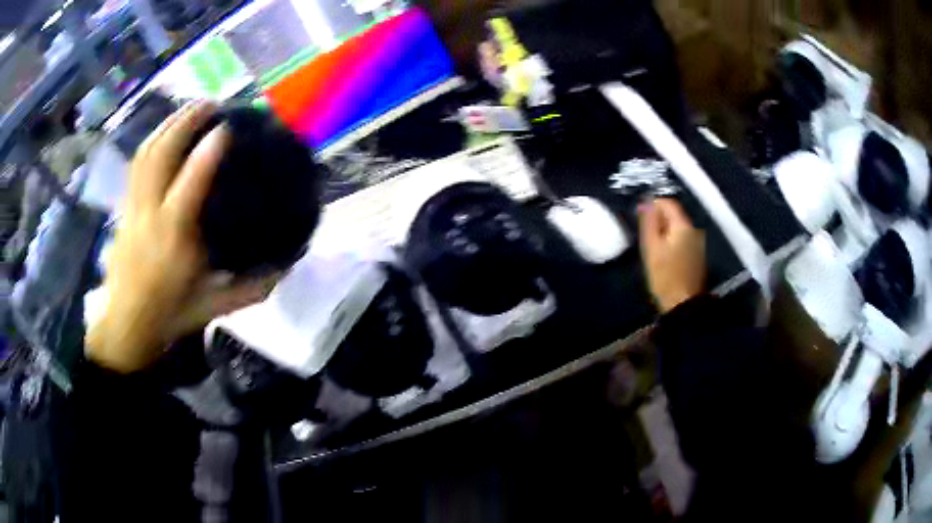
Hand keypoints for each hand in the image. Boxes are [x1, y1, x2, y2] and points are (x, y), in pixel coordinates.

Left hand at [87, 102, 276, 372]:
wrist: (127, 324)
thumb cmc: (170, 314)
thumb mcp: (214, 307)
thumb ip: (250, 287)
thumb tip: (286, 268)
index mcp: (174, 239)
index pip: (190, 185)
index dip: (207, 153)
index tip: (226, 127)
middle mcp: (150, 215)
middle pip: (161, 156)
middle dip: (184, 123)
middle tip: (210, 103)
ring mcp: (134, 208)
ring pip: (146, 155)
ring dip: (168, 125)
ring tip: (190, 108)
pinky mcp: (125, 208)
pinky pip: (136, 165)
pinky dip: (152, 141)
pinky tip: (165, 132)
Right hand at [638, 198, 705, 312]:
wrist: (683, 304)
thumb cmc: (665, 276)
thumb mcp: (652, 247)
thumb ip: (649, 223)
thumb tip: (645, 202)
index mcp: (683, 226)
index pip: (668, 203)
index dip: (653, 205)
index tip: (641, 217)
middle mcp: (693, 230)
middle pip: (674, 215)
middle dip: (659, 220)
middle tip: (646, 235)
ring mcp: (697, 244)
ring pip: (678, 229)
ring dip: (665, 233)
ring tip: (653, 248)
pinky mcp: (697, 256)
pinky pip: (682, 241)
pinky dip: (672, 243)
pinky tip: (664, 258)